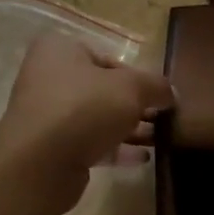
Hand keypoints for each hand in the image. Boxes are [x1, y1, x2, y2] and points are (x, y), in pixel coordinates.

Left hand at [0, 34, 174, 203]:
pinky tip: (144, 158)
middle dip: (136, 105)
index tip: (160, 94)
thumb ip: (157, 86)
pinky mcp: (53, 148)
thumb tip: (172, 94)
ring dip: (130, 128)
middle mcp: (49, 78)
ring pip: (98, 118)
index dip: (138, 75)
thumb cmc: (85, 108)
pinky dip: (117, 149)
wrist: (41, 163)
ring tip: (161, 139)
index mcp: (61, 51)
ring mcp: (49, 115)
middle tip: (164, 118)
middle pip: (103, 89)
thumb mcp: (132, 88)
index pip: (108, 57)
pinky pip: (92, 143)